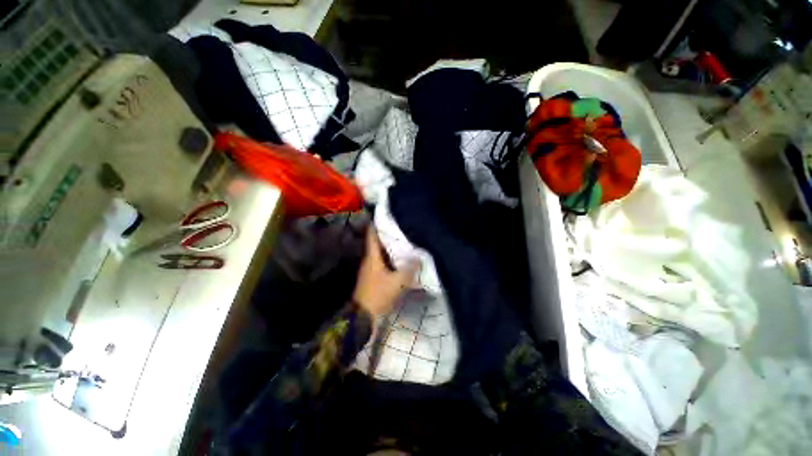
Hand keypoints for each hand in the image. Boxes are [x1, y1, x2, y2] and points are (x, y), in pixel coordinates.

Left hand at [353, 228, 418, 317]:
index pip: (372, 235)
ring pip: (381, 252)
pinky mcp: (373, 277)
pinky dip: (390, 258)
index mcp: (372, 257)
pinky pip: (383, 262)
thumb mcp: (397, 282)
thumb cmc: (378, 295)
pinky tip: (400, 259)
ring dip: (390, 246)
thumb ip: (409, 268)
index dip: (377, 223)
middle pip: (377, 242)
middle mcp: (369, 260)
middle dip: (388, 234)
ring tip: (404, 240)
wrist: (363, 317)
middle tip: (402, 227)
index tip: (386, 214)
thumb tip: (419, 256)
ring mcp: (370, 269)